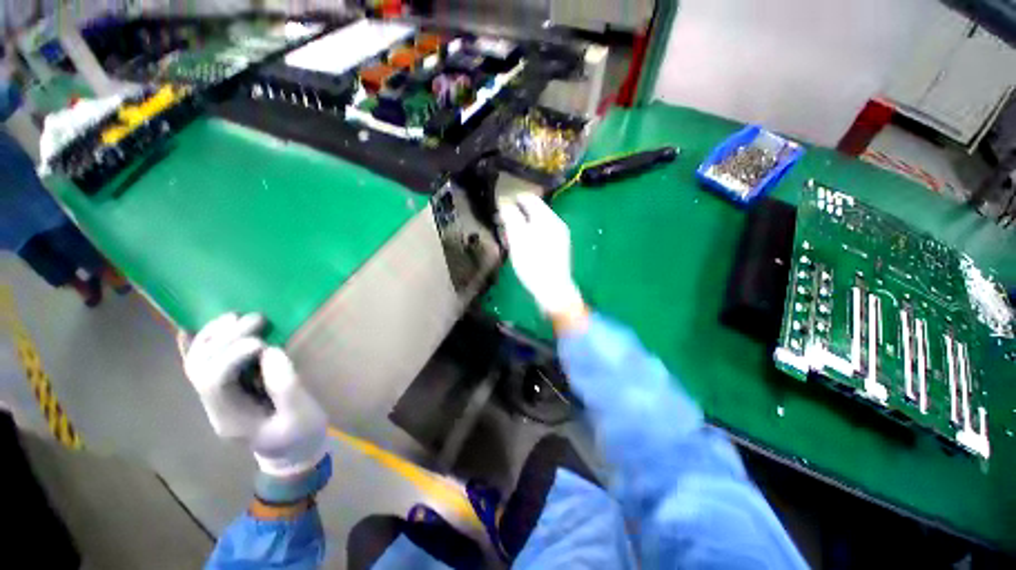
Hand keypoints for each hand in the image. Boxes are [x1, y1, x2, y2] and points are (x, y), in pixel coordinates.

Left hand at [181, 313, 327, 476]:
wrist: (293, 451)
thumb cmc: (300, 435)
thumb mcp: (302, 416)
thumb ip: (286, 387)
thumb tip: (271, 352)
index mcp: (231, 418)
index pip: (214, 382)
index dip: (232, 356)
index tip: (262, 343)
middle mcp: (215, 406)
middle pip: (200, 368)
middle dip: (224, 339)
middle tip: (257, 319)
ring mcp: (217, 397)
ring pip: (197, 362)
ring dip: (212, 335)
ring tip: (236, 316)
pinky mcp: (227, 388)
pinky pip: (204, 363)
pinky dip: (198, 343)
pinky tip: (195, 327)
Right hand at [498, 193, 586, 327]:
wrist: (553, 291)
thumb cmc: (533, 265)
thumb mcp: (518, 240)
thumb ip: (512, 218)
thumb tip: (505, 203)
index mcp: (548, 219)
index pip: (530, 199)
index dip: (513, 199)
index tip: (499, 207)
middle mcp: (556, 224)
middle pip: (534, 211)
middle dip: (516, 214)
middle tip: (501, 224)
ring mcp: (559, 236)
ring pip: (537, 223)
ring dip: (521, 225)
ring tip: (509, 237)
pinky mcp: (558, 248)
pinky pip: (541, 234)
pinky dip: (529, 235)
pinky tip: (521, 246)